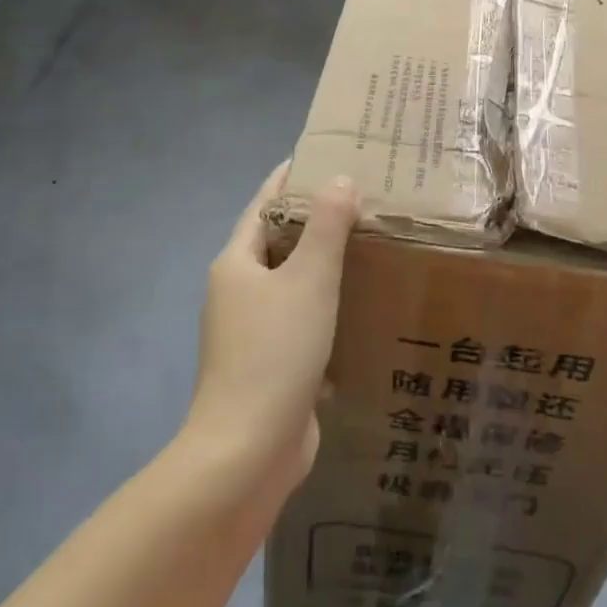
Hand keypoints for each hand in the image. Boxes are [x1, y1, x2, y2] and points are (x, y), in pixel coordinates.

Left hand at [183, 163, 358, 498]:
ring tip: (370, 242)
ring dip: (325, 263)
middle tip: (363, 197)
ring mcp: (253, 331)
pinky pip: (303, 319)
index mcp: (236, 263)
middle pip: (279, 241)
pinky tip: (363, 302)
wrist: (247, 452)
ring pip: (293, 282)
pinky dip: (328, 304)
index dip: (291, 178)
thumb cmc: (274, 353)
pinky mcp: (272, 364)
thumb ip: (326, 227)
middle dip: (316, 219)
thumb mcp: (307, 280)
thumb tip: (339, 180)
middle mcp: (239, 292)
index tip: (325, 153)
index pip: (264, 204)